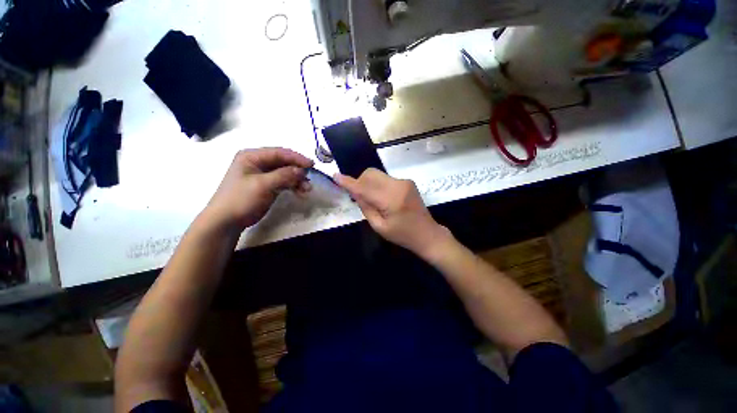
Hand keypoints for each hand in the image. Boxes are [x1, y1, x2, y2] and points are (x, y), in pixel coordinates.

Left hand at [203, 148, 313, 230]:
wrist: (226, 221)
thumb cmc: (241, 199)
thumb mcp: (263, 185)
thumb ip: (284, 175)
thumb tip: (302, 170)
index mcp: (252, 156)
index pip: (279, 153)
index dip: (297, 158)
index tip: (312, 165)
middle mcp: (258, 162)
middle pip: (284, 163)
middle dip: (298, 171)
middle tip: (310, 179)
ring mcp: (262, 175)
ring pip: (285, 173)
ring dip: (297, 180)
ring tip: (307, 189)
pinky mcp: (267, 186)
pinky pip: (283, 182)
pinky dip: (293, 186)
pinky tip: (301, 192)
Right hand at [335, 168, 451, 256]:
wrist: (427, 233)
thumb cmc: (402, 235)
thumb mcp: (380, 227)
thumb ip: (366, 207)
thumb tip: (356, 192)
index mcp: (391, 200)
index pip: (365, 187)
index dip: (349, 182)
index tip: (335, 176)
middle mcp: (398, 185)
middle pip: (370, 174)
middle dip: (360, 182)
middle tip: (359, 197)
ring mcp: (404, 181)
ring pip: (377, 175)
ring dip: (369, 184)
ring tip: (372, 200)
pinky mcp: (407, 182)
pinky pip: (385, 179)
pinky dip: (378, 185)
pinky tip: (382, 198)